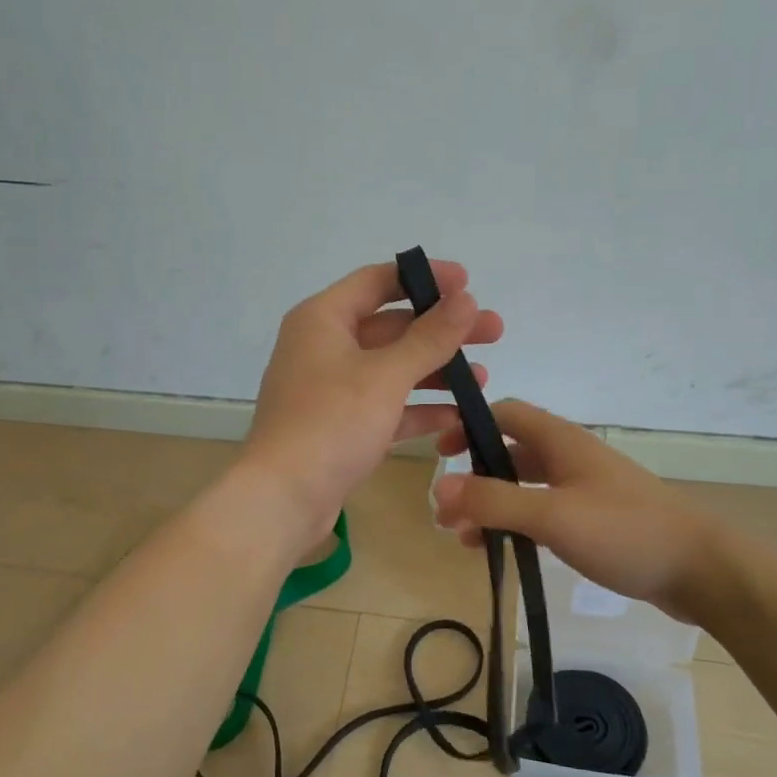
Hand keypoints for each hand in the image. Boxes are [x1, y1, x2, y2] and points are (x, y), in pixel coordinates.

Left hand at [242, 260, 504, 539]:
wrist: (283, 497)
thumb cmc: (331, 422)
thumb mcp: (386, 375)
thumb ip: (430, 337)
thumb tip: (466, 300)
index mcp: (323, 319)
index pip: (378, 281)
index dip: (425, 278)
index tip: (469, 284)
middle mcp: (323, 347)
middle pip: (391, 326)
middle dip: (442, 330)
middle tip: (493, 332)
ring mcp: (330, 389)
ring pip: (391, 369)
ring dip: (436, 371)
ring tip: (484, 377)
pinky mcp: (339, 426)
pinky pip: (385, 406)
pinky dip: (418, 408)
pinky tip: (458, 416)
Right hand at [431, 400, 736, 626]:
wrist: (701, 570)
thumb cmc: (625, 531)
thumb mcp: (552, 514)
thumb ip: (494, 500)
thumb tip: (438, 486)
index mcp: (561, 441)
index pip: (505, 414)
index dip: (469, 426)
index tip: (440, 454)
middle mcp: (570, 458)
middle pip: (509, 453)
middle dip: (474, 478)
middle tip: (445, 512)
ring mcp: (584, 489)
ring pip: (524, 487)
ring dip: (492, 506)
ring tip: (464, 539)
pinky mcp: (594, 520)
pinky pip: (542, 513)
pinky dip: (516, 525)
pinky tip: (503, 551)